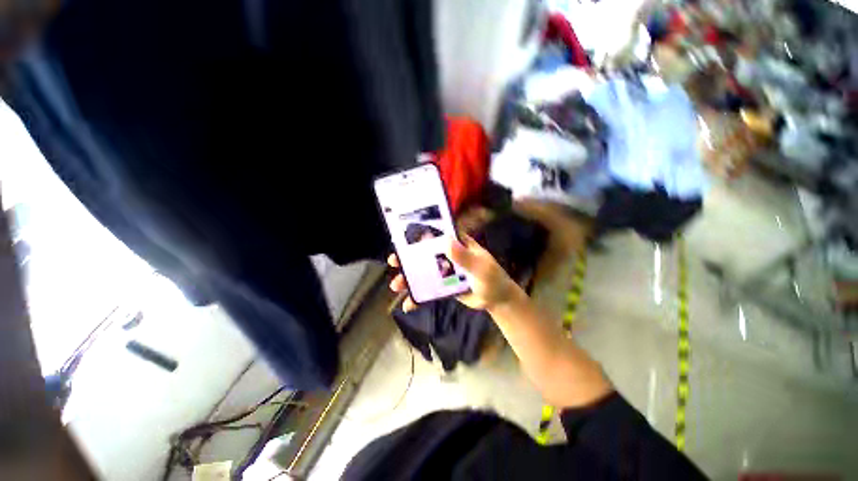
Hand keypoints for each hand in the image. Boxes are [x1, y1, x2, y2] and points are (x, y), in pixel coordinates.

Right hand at [388, 233, 521, 312]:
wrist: (495, 300)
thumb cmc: (492, 278)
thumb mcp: (481, 267)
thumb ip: (465, 257)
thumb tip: (447, 241)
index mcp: (457, 244)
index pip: (437, 233)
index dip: (420, 232)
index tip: (402, 235)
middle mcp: (447, 255)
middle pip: (423, 253)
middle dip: (407, 257)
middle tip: (393, 261)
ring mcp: (443, 271)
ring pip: (422, 272)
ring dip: (408, 278)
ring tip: (395, 286)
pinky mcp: (442, 286)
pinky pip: (427, 290)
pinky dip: (417, 297)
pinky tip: (408, 305)